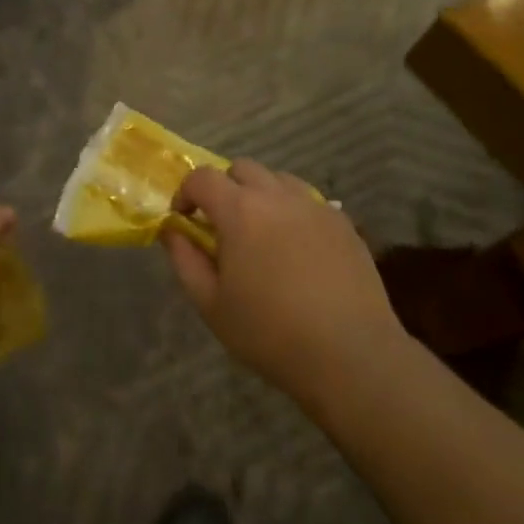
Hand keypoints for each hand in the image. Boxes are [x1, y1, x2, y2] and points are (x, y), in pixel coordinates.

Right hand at [161, 159, 406, 407]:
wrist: (350, 355)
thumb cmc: (270, 333)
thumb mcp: (211, 304)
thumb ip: (185, 260)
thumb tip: (173, 230)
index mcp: (240, 211)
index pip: (202, 177)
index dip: (186, 192)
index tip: (185, 220)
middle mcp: (277, 196)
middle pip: (242, 168)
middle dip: (224, 188)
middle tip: (223, 226)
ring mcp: (315, 206)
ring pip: (278, 180)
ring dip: (261, 195)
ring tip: (262, 234)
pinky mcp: (343, 223)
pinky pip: (309, 202)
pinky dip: (293, 212)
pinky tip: (297, 250)